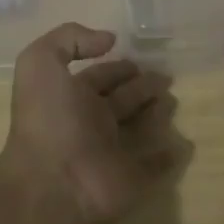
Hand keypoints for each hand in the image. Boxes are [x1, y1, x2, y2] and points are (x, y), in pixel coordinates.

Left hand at [0, 23, 175, 223]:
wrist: (53, 184)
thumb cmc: (48, 119)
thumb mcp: (40, 62)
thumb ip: (68, 39)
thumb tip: (107, 39)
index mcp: (71, 96)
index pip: (99, 75)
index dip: (117, 65)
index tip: (140, 58)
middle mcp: (91, 122)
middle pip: (123, 99)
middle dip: (142, 86)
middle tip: (166, 76)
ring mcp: (112, 152)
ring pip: (140, 127)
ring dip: (157, 113)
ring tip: (175, 99)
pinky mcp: (132, 178)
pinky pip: (154, 165)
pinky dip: (168, 155)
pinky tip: (183, 142)